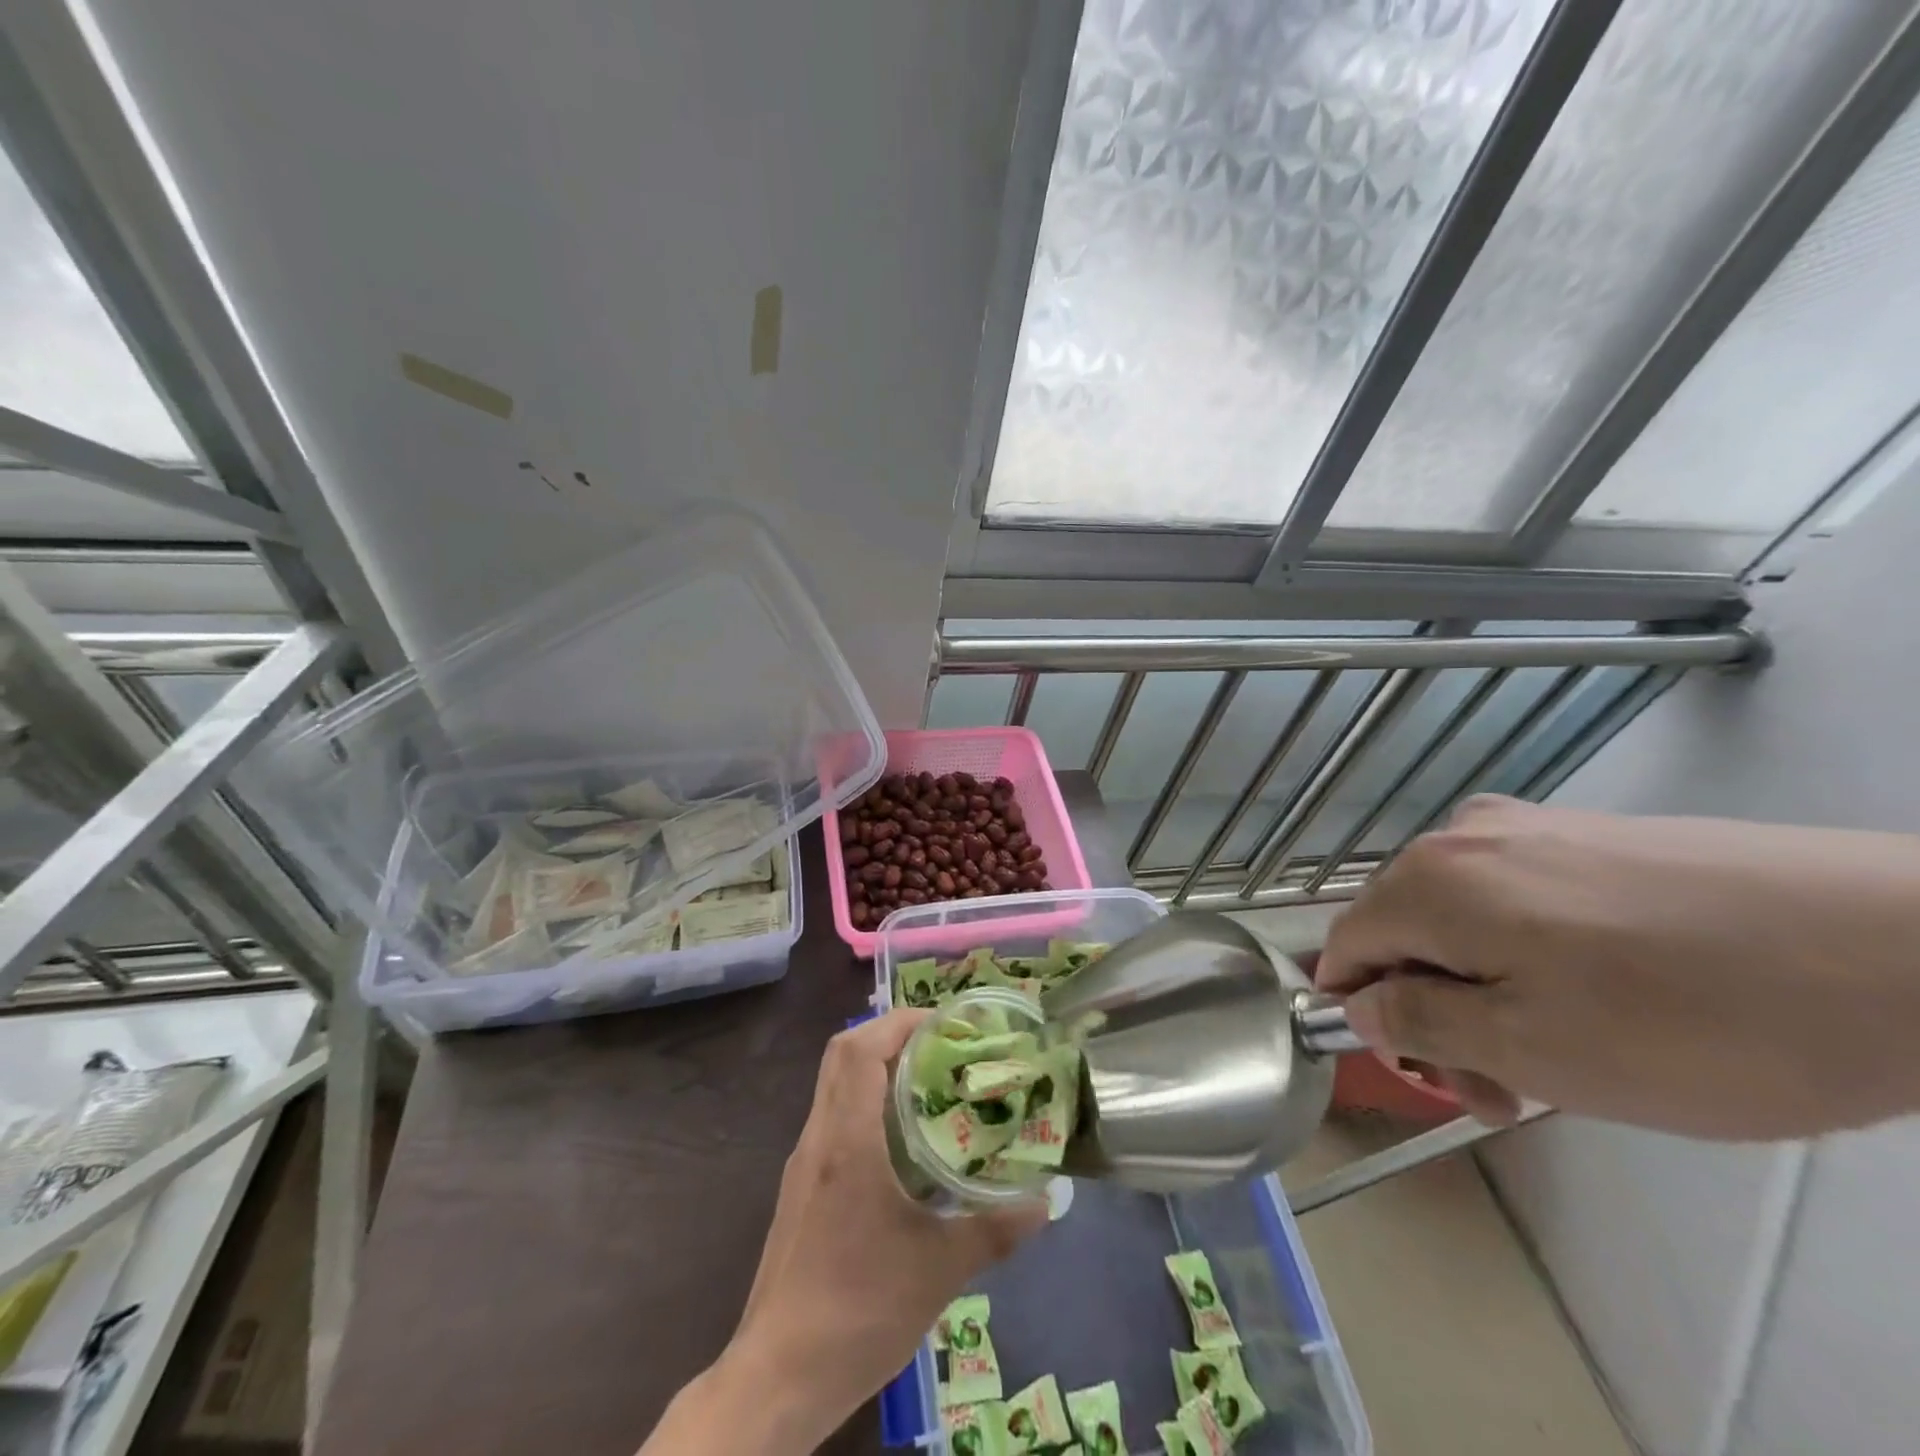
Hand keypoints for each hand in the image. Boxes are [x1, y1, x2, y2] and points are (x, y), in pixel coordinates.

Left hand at [642, 1011, 1044, 1454]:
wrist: (777, 1378)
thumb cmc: (859, 1310)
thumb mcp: (939, 1270)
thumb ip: (996, 1229)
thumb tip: (1047, 1201)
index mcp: (848, 1141)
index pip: (861, 1049)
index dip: (900, 1021)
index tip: (945, 1023)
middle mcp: (819, 1138)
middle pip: (841, 1054)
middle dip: (888, 1034)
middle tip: (939, 1044)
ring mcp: (804, 1162)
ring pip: (833, 1084)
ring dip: (874, 1066)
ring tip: (928, 1080)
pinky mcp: (800, 1187)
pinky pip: (831, 1117)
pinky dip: (863, 1102)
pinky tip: (899, 1139)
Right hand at [1316, 795, 1919, 1140]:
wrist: (1909, 948)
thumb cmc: (1694, 1020)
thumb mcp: (1530, 1049)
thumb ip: (1417, 1022)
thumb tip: (1359, 1003)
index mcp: (1427, 879)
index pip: (1343, 947)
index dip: (1366, 1016)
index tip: (1436, 1075)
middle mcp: (1460, 835)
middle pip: (1402, 931)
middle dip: (1435, 1010)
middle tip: (1508, 1090)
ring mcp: (1530, 826)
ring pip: (1461, 917)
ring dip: (1486, 988)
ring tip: (1570, 1053)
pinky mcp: (1592, 833)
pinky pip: (1518, 897)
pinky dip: (1531, 953)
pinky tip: (1610, 995)